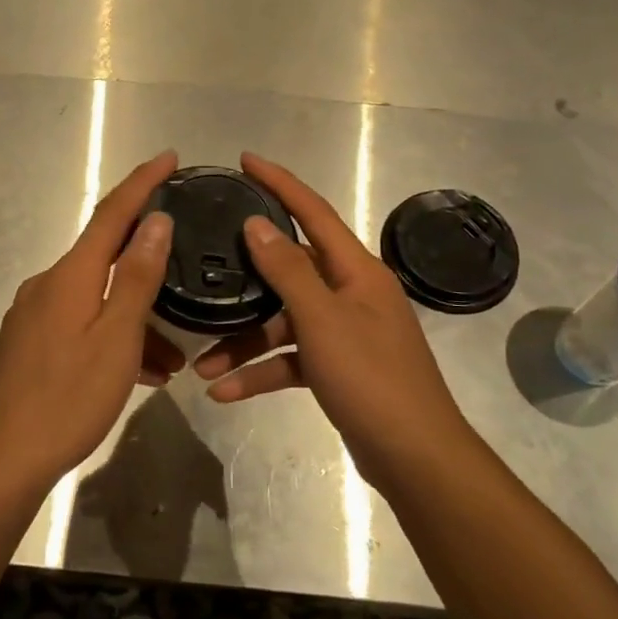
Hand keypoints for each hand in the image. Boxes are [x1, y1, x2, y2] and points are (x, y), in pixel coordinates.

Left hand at [0, 150, 182, 486]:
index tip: (169, 157)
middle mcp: (48, 284)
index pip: (111, 213)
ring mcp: (35, 315)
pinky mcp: (31, 344)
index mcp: (69, 275)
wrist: (5, 457)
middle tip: (185, 275)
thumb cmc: (68, 397)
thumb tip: (156, 221)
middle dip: (148, 266)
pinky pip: (82, 325)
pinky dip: (113, 338)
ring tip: (174, 357)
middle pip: (105, 257)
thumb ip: (136, 276)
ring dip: (135, 318)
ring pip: (97, 299)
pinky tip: (139, 373)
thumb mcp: (116, 337)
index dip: (142, 183)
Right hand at [193, 153, 474, 494]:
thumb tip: (258, 224)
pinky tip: (225, 392)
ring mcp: (344, 333)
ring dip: (244, 343)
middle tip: (205, 258)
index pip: (314, 212)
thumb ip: (288, 270)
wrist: (415, 457)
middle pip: (289, 272)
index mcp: (357, 271)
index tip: (246, 161)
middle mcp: (351, 294)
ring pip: (283, 324)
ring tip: (202, 365)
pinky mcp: (336, 368)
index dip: (280, 183)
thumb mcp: (323, 320)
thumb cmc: (371, 378)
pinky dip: (261, 373)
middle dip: (245, 279)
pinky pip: (290, 360)